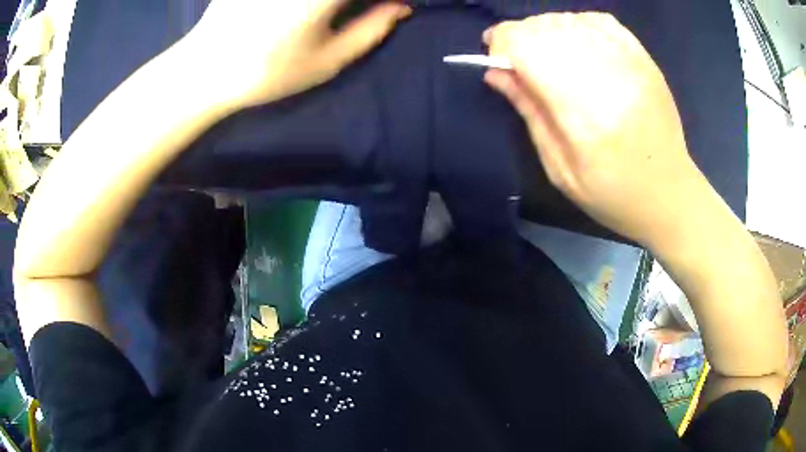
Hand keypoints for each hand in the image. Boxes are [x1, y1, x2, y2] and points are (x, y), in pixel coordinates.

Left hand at [184, 0, 411, 107]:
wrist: (205, 69)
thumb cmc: (268, 72)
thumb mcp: (328, 61)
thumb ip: (372, 29)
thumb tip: (401, 6)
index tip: (390, 7)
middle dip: (358, 0)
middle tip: (354, 12)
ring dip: (332, 3)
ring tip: (326, 14)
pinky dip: (309, 2)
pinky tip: (295, 13)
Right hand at [483, 13, 710, 246]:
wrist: (670, 194)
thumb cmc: (613, 194)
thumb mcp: (560, 169)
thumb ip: (529, 113)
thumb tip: (495, 71)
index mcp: (582, 113)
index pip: (527, 46)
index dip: (501, 43)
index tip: (495, 58)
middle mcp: (607, 76)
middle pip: (545, 27)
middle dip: (520, 37)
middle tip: (518, 60)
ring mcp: (630, 62)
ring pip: (569, 20)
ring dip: (546, 31)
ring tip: (547, 55)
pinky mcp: (643, 59)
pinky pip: (599, 21)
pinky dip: (577, 25)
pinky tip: (575, 44)